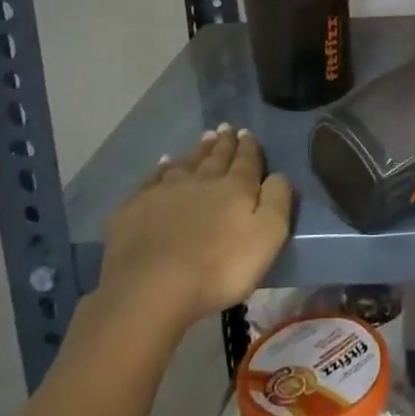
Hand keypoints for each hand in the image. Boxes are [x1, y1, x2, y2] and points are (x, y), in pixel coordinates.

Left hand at [92, 126, 292, 332]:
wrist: (152, 288)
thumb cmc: (220, 268)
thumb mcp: (267, 237)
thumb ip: (277, 201)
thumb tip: (278, 174)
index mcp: (235, 188)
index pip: (246, 160)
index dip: (249, 146)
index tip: (247, 132)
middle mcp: (201, 180)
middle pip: (216, 157)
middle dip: (224, 143)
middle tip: (226, 128)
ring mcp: (165, 191)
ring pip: (186, 163)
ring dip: (197, 151)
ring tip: (204, 139)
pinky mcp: (136, 207)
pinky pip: (153, 180)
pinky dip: (161, 169)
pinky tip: (163, 164)